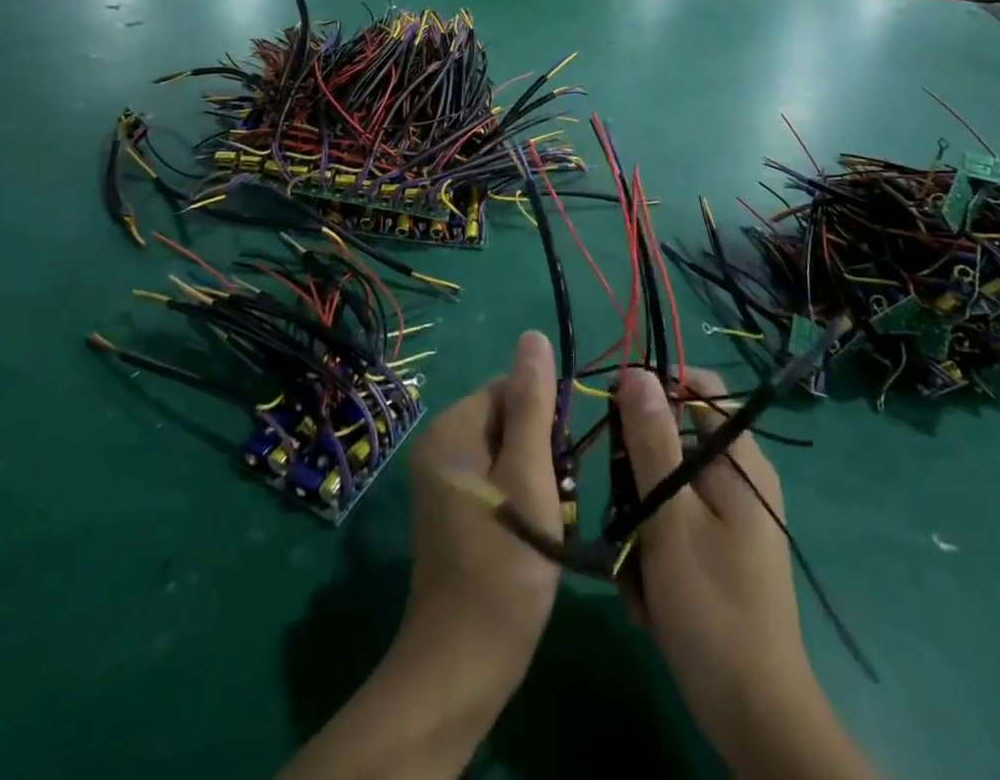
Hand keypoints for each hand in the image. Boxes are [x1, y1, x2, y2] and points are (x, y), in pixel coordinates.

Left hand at [277, 335, 563, 779]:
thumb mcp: (529, 474)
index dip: (544, 418)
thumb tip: (534, 336)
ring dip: (536, 479)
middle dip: (541, 451)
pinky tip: (533, 535)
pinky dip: (522, 501)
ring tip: (547, 522)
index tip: (560, 463)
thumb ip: (533, 402)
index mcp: (451, 428)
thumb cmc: (504, 563)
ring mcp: (443, 482)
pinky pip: (497, 482)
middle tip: (554, 498)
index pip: (509, 388)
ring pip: (508, 453)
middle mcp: (439, 446)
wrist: (464, 663)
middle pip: (508, 419)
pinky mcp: (453, 512)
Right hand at [617, 368, 874, 779]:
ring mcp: (728, 517)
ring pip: (663, 486)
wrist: (754, 718)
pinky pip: (671, 524)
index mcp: (739, 461)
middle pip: (672, 438)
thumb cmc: (712, 609)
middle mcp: (737, 479)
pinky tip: (646, 592)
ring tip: (632, 568)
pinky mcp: (715, 551)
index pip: (697, 388)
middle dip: (636, 473)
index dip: (654, 387)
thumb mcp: (671, 518)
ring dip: (638, 521)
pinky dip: (652, 550)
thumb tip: (635, 372)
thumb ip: (652, 441)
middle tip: (621, 513)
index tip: (613, 410)